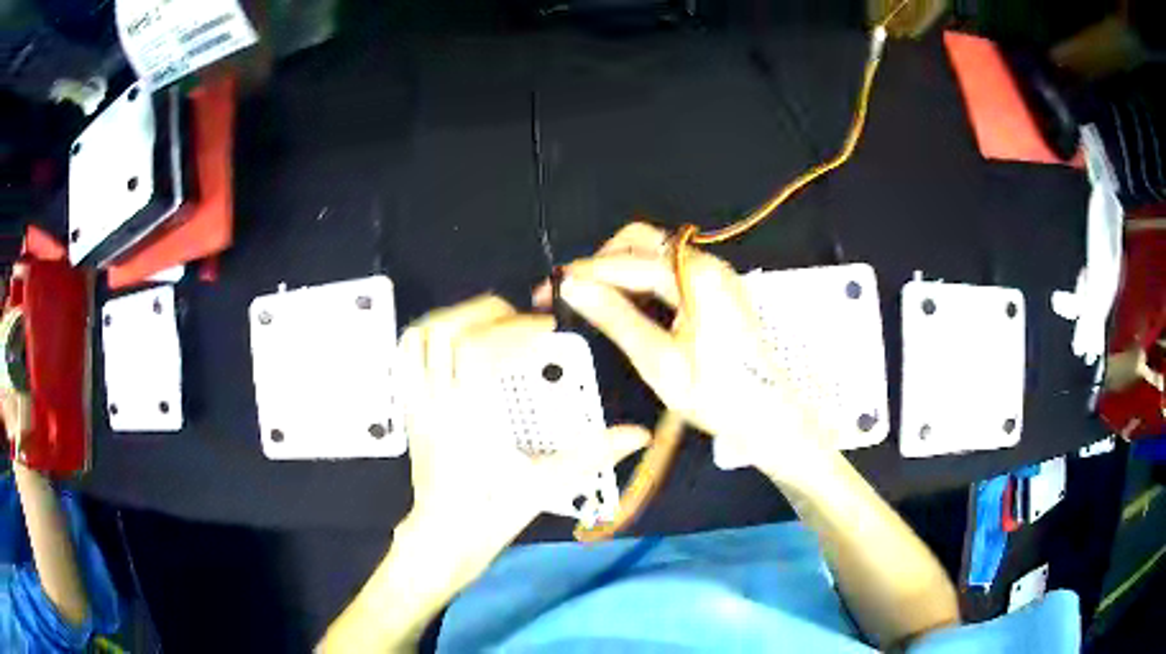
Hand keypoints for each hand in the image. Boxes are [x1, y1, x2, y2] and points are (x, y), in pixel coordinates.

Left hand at [398, 295, 648, 558]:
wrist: (444, 537)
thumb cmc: (490, 514)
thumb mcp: (545, 484)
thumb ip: (590, 454)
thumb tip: (636, 434)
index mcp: (469, 419)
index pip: (479, 352)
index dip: (514, 330)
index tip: (545, 331)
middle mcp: (436, 402)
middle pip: (445, 332)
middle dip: (486, 313)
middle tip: (520, 321)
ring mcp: (417, 402)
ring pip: (418, 338)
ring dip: (454, 318)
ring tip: (488, 323)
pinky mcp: (410, 407)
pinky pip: (408, 356)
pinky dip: (431, 335)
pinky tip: (457, 343)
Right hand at [540, 223, 832, 481]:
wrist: (766, 415)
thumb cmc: (715, 394)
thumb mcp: (659, 361)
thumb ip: (615, 317)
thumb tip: (572, 287)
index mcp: (696, 277)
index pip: (625, 261)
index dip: (582, 273)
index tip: (547, 289)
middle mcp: (707, 264)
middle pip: (641, 241)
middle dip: (602, 262)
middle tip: (574, 295)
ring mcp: (715, 274)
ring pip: (654, 253)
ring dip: (620, 271)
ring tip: (593, 302)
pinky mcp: (716, 289)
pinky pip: (669, 270)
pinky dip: (642, 281)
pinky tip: (626, 306)